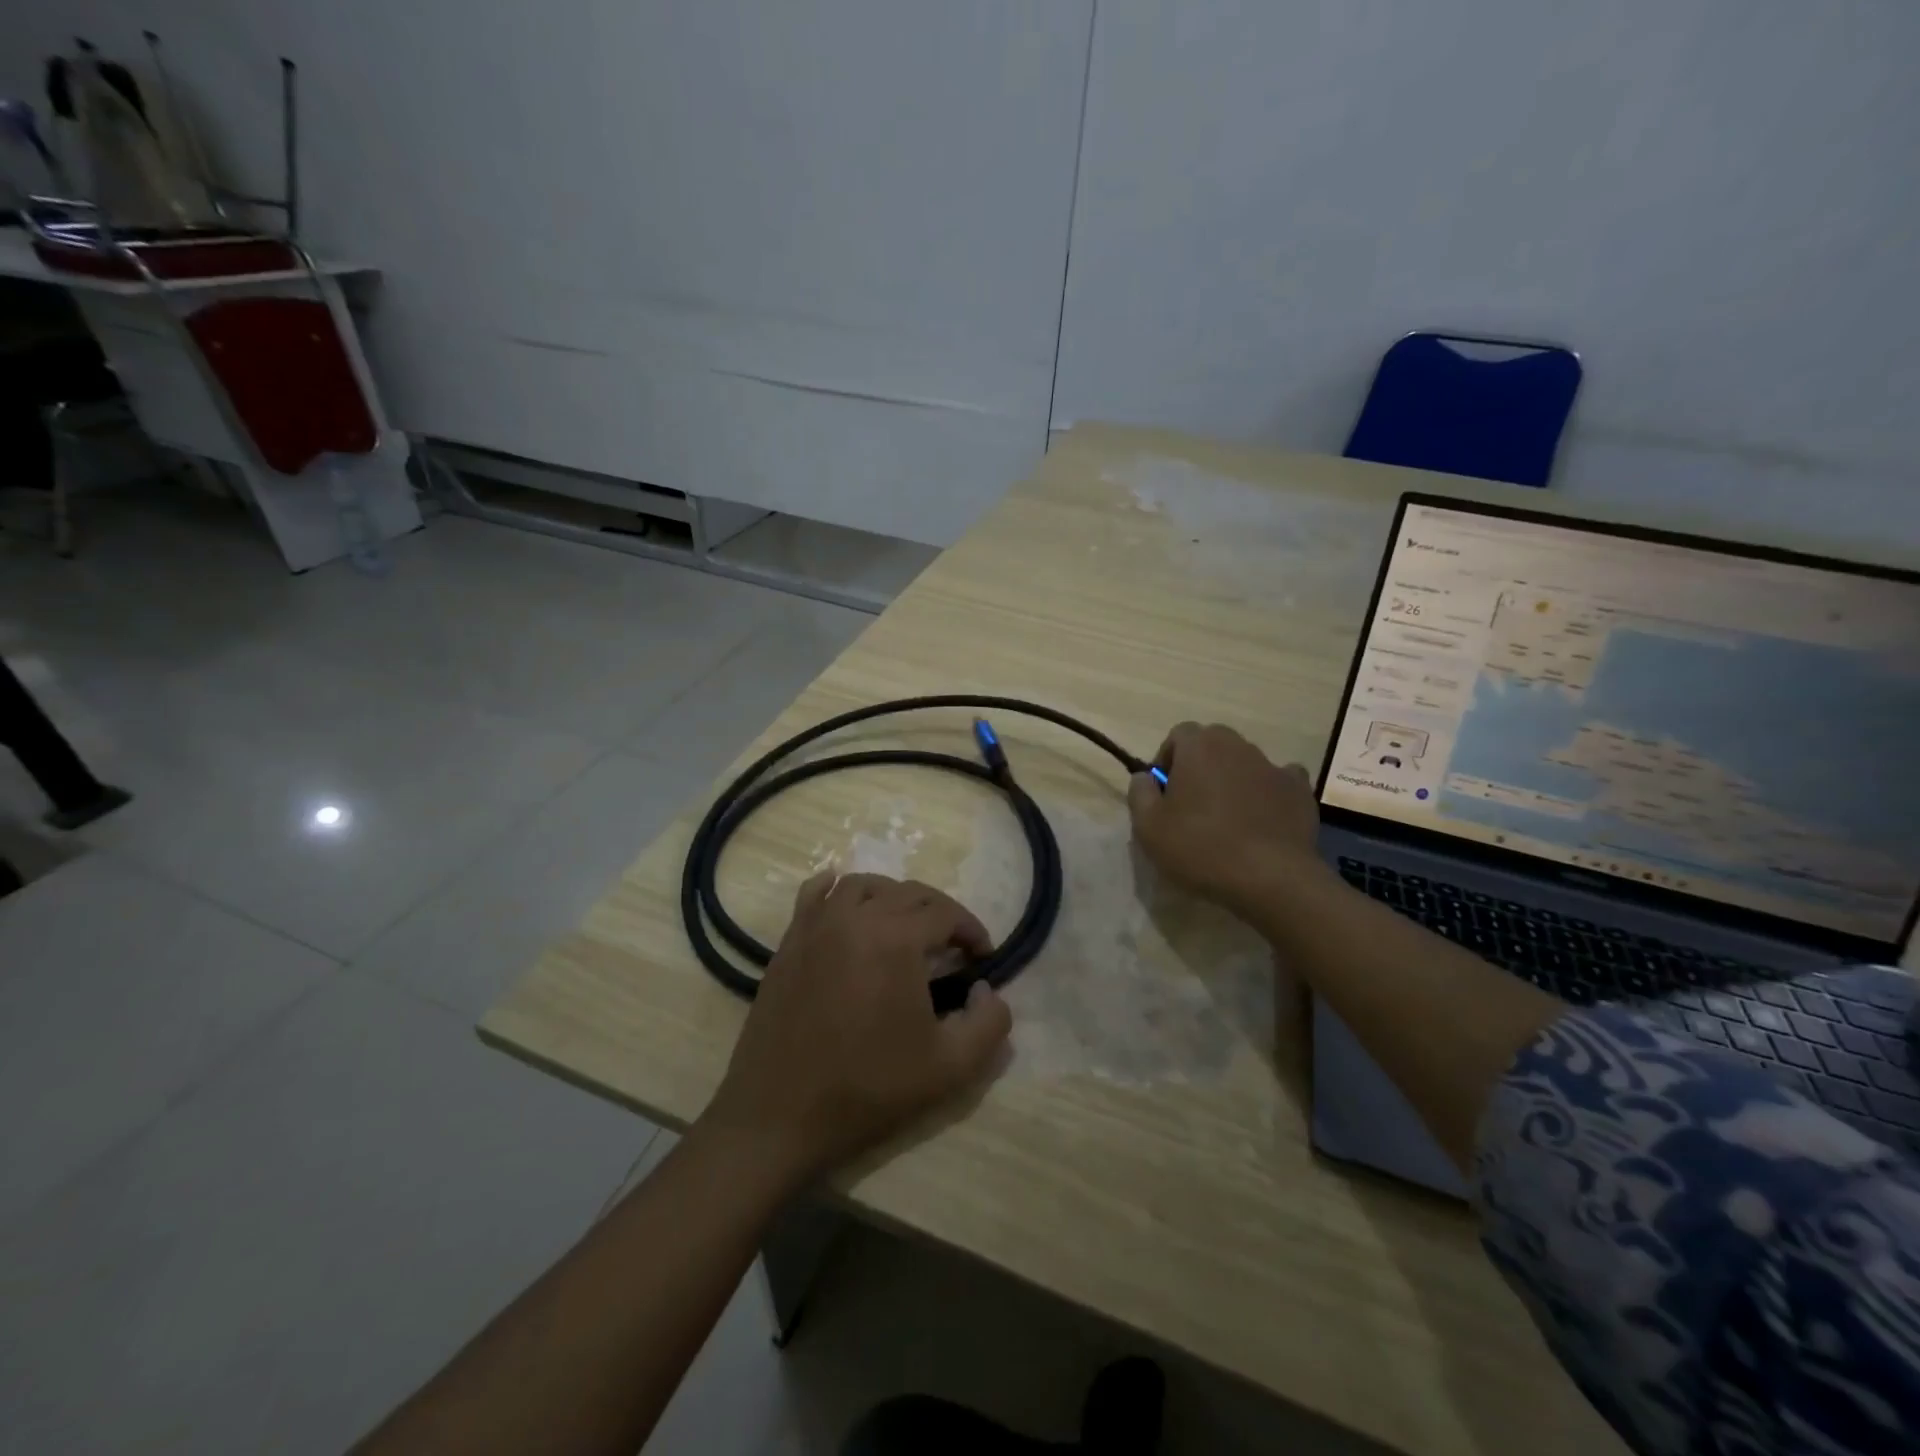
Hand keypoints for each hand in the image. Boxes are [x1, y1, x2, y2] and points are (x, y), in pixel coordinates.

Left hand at [704, 873, 1012, 1186]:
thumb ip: (989, 1023)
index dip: (971, 930)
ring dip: (894, 897)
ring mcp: (816, 925)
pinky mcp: (789, 941)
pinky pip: (815, 894)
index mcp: (896, 939)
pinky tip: (848, 904)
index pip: (946, 913)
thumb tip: (987, 989)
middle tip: (952, 946)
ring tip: (906, 927)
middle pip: (909, 892)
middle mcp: (855, 917)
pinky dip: (837, 888)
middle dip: (940, 913)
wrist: (779, 1116)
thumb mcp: (950, 1068)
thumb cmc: (868, 1090)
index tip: (982, 957)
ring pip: (864, 885)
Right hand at [1127, 722, 1322, 913]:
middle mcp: (1238, 746)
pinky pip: (1279, 782)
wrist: (1270, 878)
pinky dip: (1268, 794)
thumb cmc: (1200, 847)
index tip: (1164, 794)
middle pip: (1213, 744)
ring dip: (1232, 780)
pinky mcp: (1300, 791)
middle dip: (1200, 766)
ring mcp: (1273, 766)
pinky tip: (1262, 819)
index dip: (1167, 760)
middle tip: (1192, 805)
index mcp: (1199, 746)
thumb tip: (1145, 777)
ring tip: (1227, 820)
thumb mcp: (1148, 826)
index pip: (1178, 735)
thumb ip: (1139, 792)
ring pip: (1244, 763)